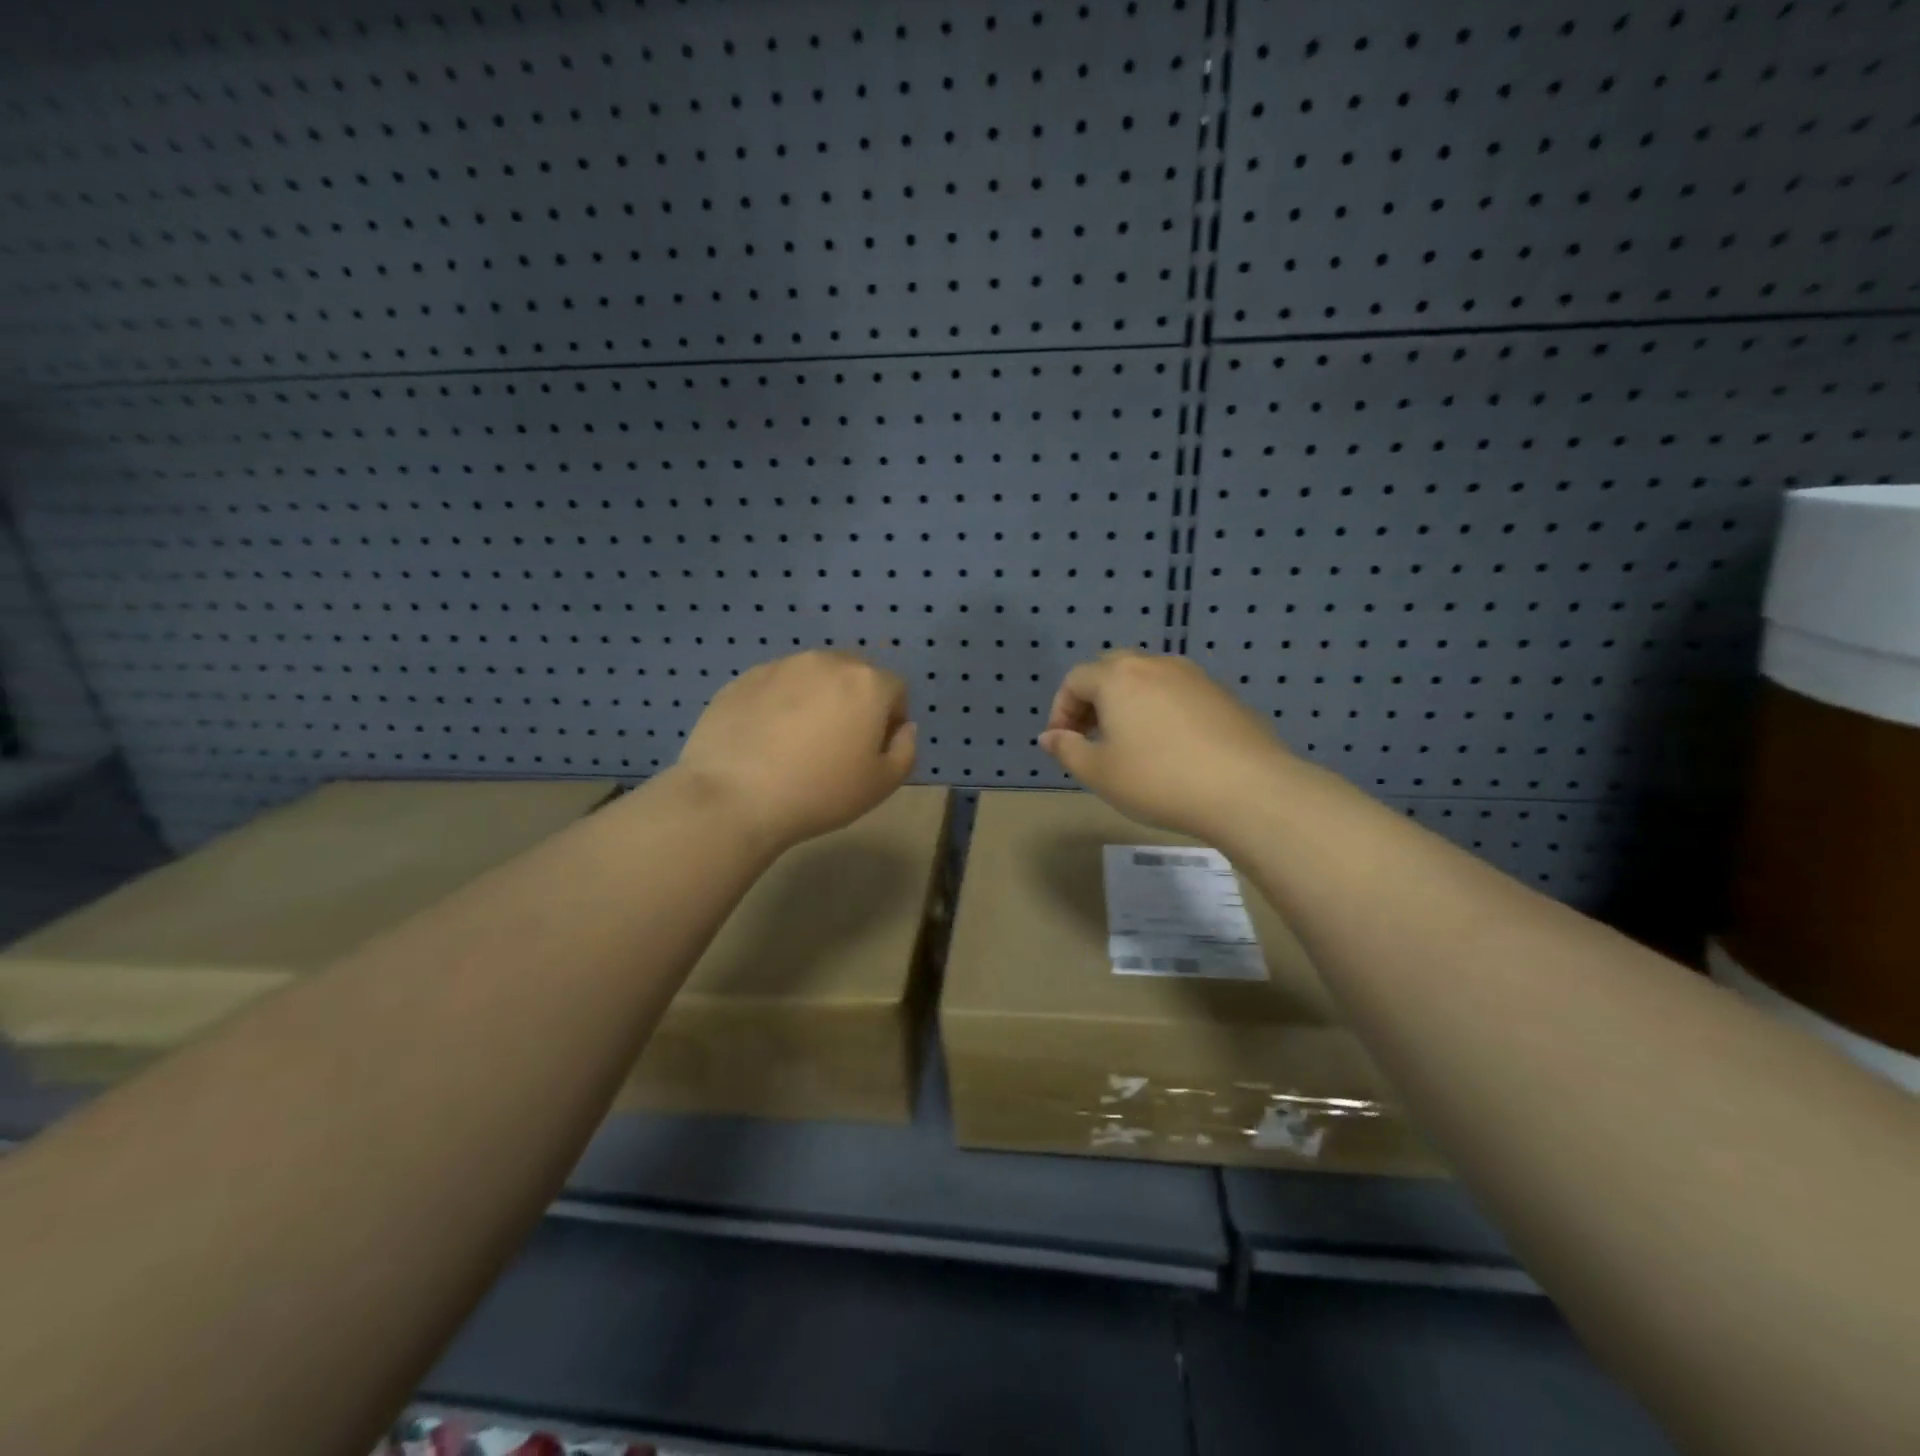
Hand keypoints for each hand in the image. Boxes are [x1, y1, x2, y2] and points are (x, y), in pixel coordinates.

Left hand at [675, 650, 915, 852]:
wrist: (735, 798)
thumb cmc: (820, 793)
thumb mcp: (882, 785)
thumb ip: (906, 750)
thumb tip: (903, 728)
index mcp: (867, 682)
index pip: (896, 689)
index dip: (891, 719)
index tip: (873, 750)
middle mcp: (826, 662)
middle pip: (854, 673)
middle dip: (855, 700)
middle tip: (838, 742)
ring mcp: (780, 666)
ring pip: (812, 676)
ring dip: (815, 698)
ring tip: (797, 741)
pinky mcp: (742, 679)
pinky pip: (774, 686)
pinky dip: (778, 704)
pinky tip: (765, 740)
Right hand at [1038, 651, 1291, 840]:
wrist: (1247, 789)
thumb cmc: (1158, 780)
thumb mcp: (1100, 773)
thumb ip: (1067, 750)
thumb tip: (1049, 736)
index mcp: (1118, 677)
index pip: (1075, 679)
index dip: (1061, 710)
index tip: (1063, 743)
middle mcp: (1154, 665)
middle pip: (1111, 670)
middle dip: (1093, 700)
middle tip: (1092, 737)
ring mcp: (1193, 676)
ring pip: (1147, 679)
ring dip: (1128, 703)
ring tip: (1130, 742)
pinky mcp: (1222, 694)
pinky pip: (1177, 693)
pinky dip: (1160, 710)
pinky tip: (1170, 747)